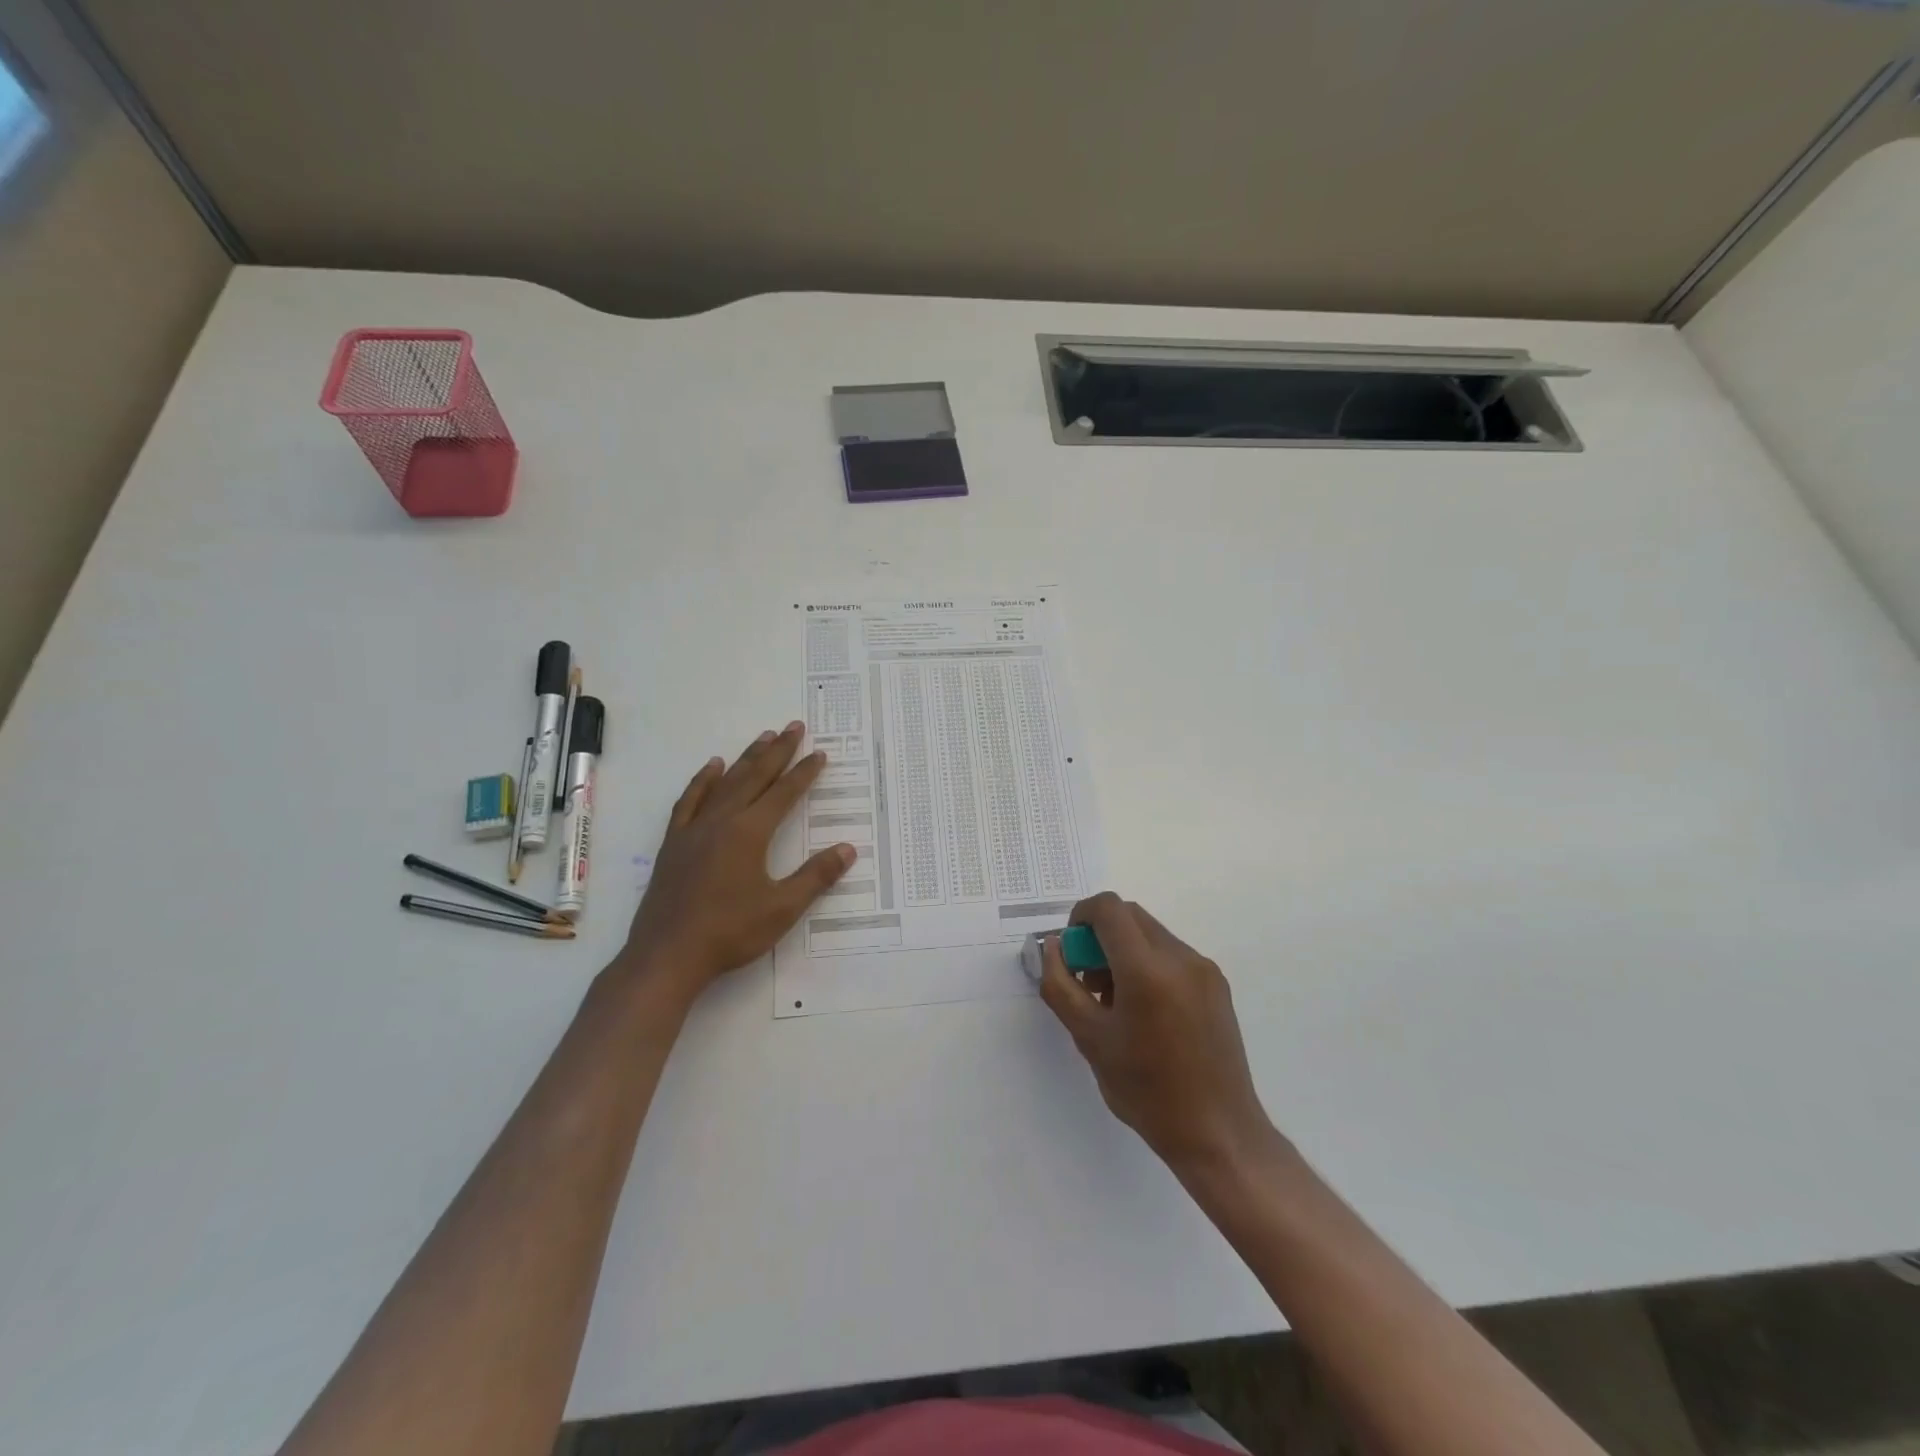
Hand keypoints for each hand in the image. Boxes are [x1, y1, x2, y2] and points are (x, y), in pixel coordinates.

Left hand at [617, 722, 854, 1002]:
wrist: (667, 955)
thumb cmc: (729, 933)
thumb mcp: (782, 909)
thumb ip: (815, 876)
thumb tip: (848, 849)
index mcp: (749, 833)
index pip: (783, 794)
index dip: (804, 773)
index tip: (819, 754)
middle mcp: (721, 821)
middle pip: (754, 777)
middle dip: (777, 751)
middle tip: (794, 727)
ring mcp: (694, 829)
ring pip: (725, 783)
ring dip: (746, 758)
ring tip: (762, 737)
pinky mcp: (674, 843)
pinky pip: (690, 801)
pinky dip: (702, 781)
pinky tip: (712, 768)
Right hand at [1038, 893, 1277, 1175]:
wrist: (1218, 1133)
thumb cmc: (1146, 1091)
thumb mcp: (1089, 1039)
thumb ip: (1061, 986)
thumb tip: (1053, 947)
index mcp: (1147, 969)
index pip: (1108, 908)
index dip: (1080, 917)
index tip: (1071, 953)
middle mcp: (1180, 957)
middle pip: (1129, 916)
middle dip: (1100, 935)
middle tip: (1088, 980)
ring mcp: (1203, 969)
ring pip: (1150, 933)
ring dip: (1123, 950)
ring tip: (1114, 1002)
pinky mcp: (1217, 984)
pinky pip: (1171, 954)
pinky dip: (1147, 964)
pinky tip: (1144, 1012)